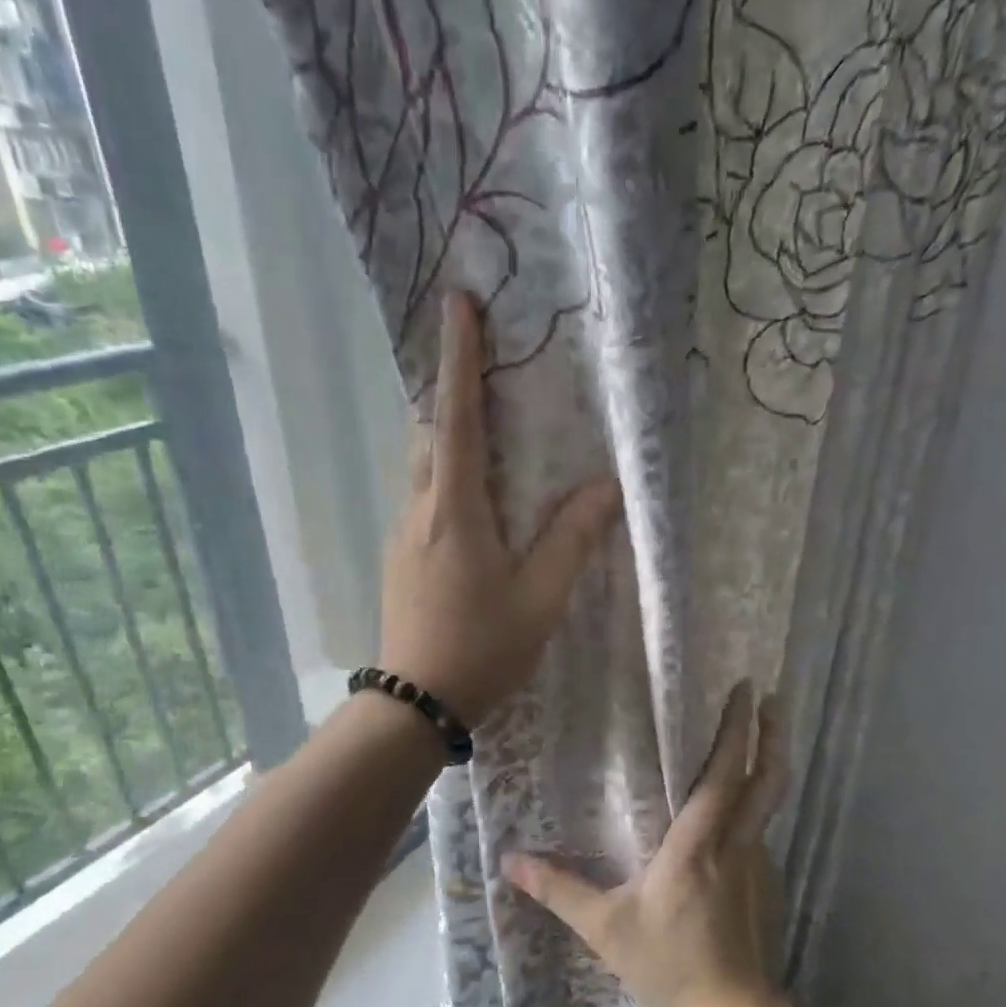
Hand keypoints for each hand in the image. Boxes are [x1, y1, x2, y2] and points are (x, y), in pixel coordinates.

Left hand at [378, 292, 622, 724]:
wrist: (415, 703)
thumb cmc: (480, 649)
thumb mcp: (539, 599)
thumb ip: (572, 540)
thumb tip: (605, 489)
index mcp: (455, 510)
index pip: (455, 418)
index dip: (458, 359)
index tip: (458, 303)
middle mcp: (420, 510)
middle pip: (431, 434)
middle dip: (453, 392)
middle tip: (486, 368)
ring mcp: (402, 535)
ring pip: (424, 467)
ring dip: (450, 437)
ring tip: (490, 432)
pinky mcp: (400, 558)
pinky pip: (425, 498)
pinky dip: (448, 478)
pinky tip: (477, 501)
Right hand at [504, 683, 787, 1006]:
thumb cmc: (669, 963)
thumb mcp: (606, 928)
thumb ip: (559, 891)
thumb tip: (510, 862)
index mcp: (698, 843)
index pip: (723, 775)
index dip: (736, 730)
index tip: (748, 691)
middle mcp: (736, 843)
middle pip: (765, 778)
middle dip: (771, 735)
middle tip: (772, 699)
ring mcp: (758, 863)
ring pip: (768, 803)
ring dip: (766, 766)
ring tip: (758, 743)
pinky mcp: (767, 885)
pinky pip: (760, 833)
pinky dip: (755, 808)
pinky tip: (735, 818)